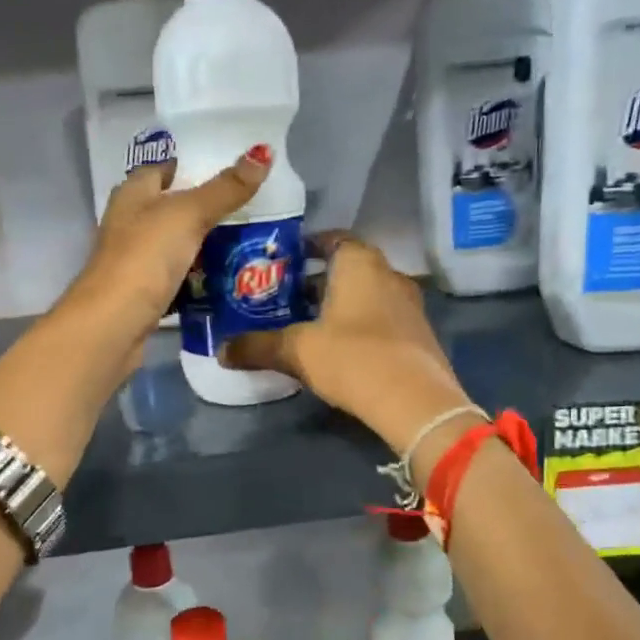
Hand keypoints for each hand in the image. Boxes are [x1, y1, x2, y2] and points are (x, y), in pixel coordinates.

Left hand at [61, 144, 273, 351]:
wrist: (113, 324)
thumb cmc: (145, 257)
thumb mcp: (189, 215)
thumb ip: (225, 189)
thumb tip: (263, 152)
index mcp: (133, 195)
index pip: (161, 170)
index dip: (189, 166)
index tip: (228, 171)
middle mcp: (129, 224)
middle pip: (170, 209)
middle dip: (205, 210)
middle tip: (250, 210)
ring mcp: (135, 261)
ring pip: (175, 246)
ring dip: (203, 246)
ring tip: (247, 243)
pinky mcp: (143, 294)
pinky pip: (177, 279)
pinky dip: (197, 279)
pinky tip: (225, 281)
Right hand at [220, 234, 472, 455]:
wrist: (416, 402)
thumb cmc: (354, 358)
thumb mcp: (297, 352)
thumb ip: (258, 346)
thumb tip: (221, 351)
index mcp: (360, 263)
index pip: (333, 238)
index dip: (308, 245)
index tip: (285, 260)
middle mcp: (388, 274)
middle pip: (350, 266)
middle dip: (320, 279)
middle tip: (287, 295)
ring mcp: (409, 304)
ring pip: (367, 293)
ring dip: (341, 303)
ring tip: (309, 322)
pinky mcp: (418, 333)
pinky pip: (382, 316)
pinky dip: (361, 322)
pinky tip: (340, 347)